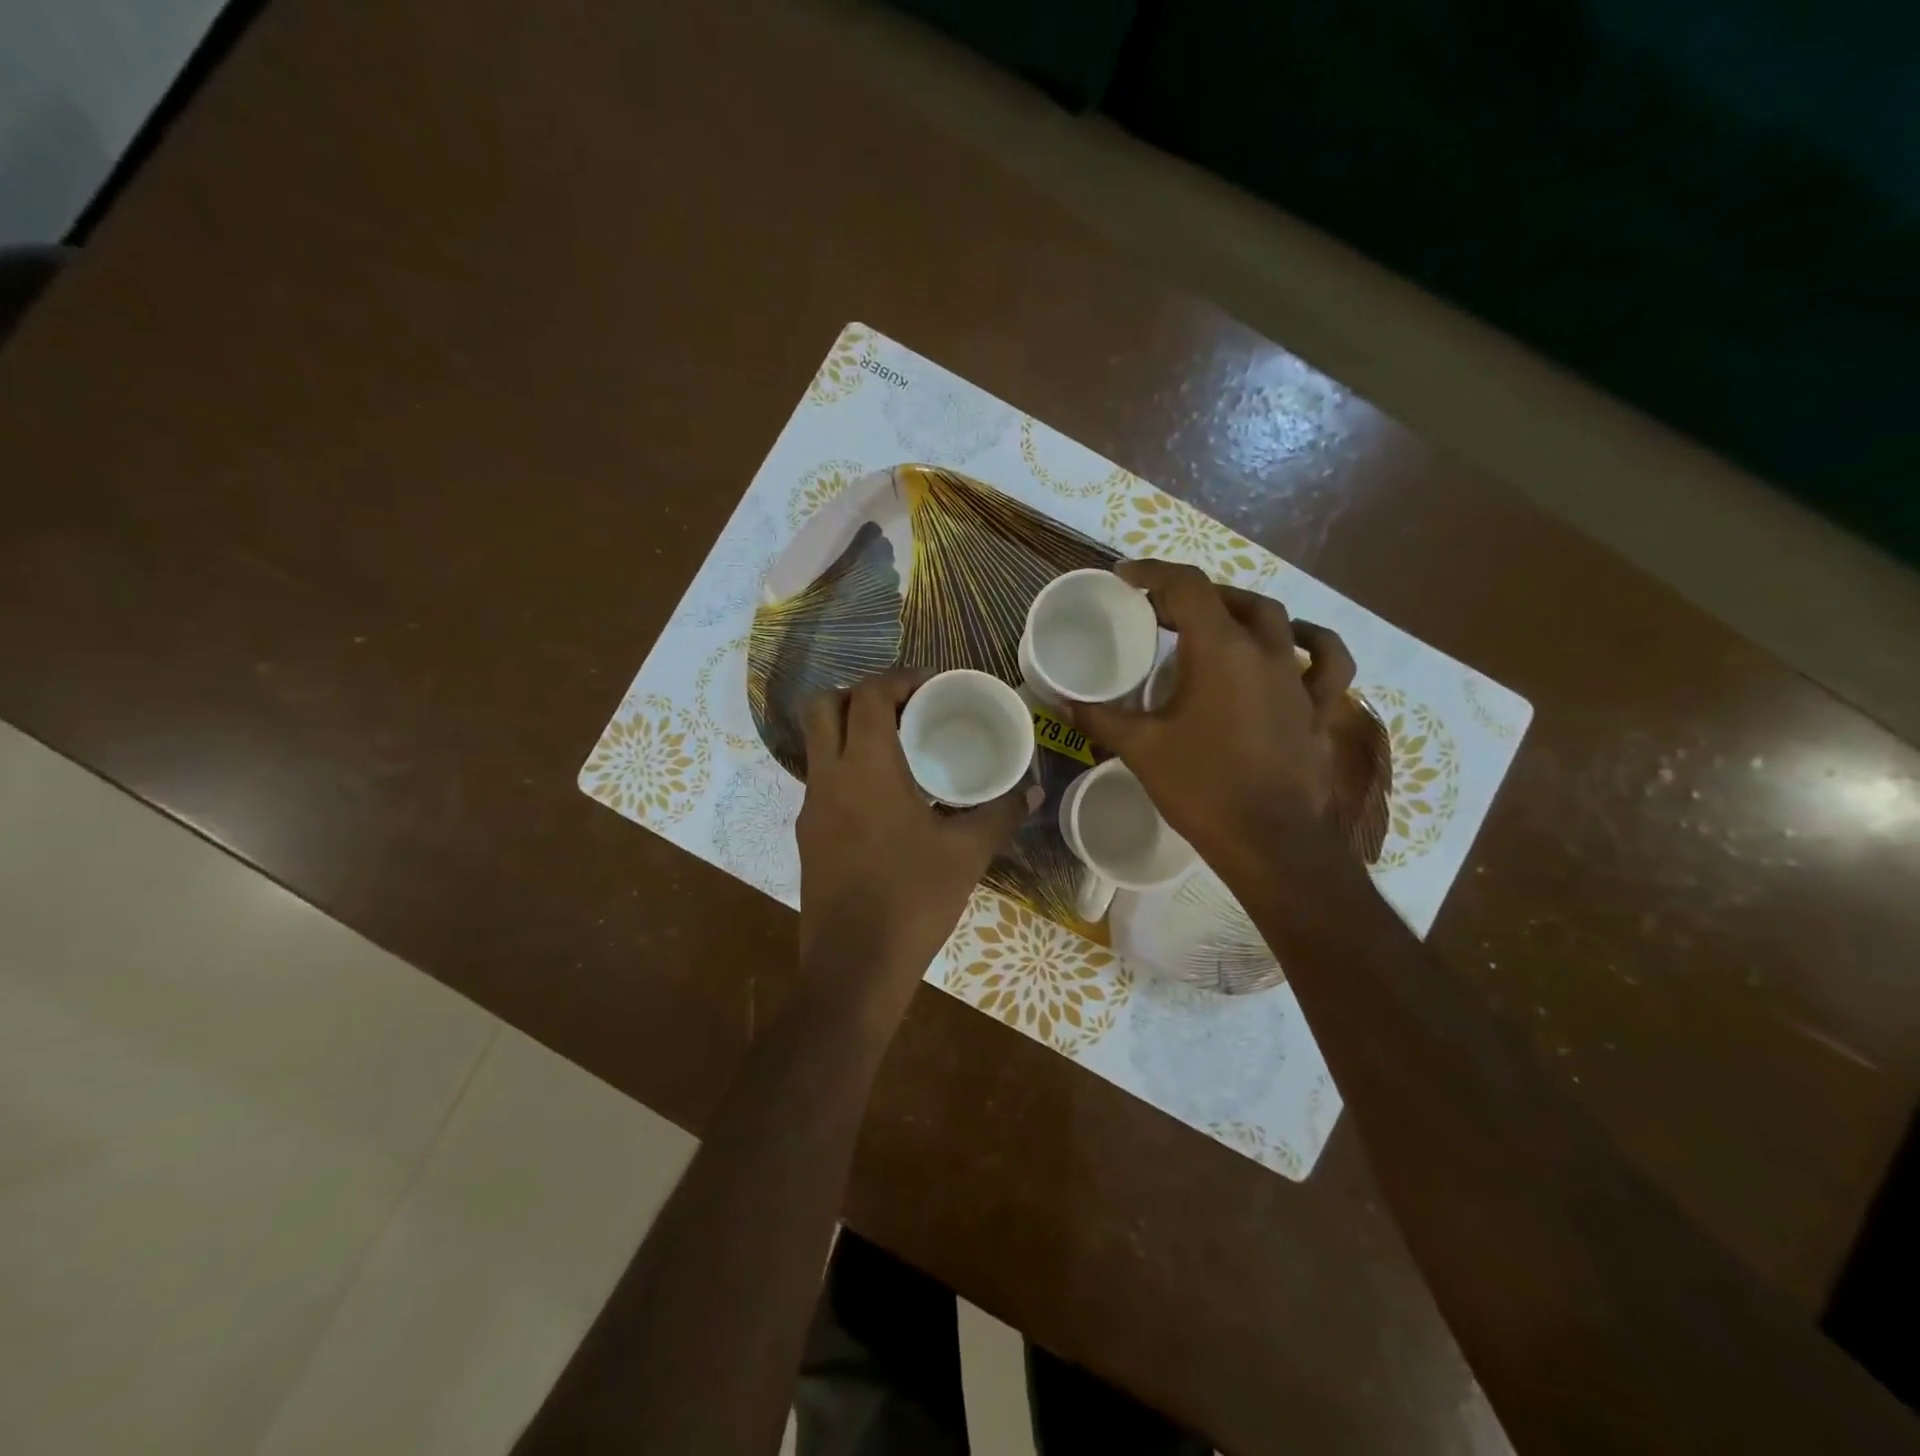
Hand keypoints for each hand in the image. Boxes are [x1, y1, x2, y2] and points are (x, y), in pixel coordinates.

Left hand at [795, 668, 1037, 1027]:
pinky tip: (884, 797)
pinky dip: (847, 767)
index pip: (869, 695)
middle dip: (860, 693)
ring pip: (817, 743)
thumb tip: (1033, 791)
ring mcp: (810, 807)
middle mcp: (829, 776)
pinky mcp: (807, 835)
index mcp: (867, 767)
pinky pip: (822, 779)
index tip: (930, 684)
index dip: (898, 678)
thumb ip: (1001, 813)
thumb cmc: (913, 899)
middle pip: (823, 706)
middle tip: (903, 708)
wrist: (854, 967)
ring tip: (898, 747)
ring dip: (850, 730)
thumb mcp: (967, 853)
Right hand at [1071, 559, 1354, 869]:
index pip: (1187, 586)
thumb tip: (1058, 700)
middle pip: (1230, 599)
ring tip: (1216, 621)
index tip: (1124, 578)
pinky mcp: (1318, 708)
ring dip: (1242, 610)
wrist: (1270, 842)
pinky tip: (1293, 646)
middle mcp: (1265, 651)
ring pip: (1278, 620)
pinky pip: (1325, 662)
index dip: (1153, 573)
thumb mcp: (1141, 749)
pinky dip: (1309, 645)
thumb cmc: (1202, 789)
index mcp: (1220, 650)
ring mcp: (1298, 679)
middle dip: (1191, 596)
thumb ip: (1098, 717)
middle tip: (1157, 613)